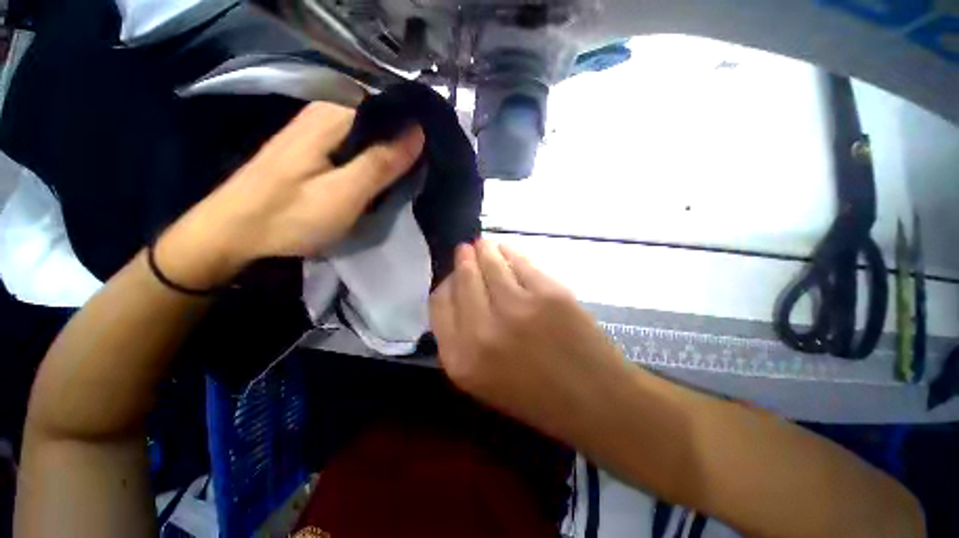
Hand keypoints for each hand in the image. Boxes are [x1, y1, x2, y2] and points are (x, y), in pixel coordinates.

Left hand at [155, 102, 424, 288]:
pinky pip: (355, 147)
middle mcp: (324, 112)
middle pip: (379, 120)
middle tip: (425, 170)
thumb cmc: (290, 215)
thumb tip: (419, 132)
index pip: (389, 107)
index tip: (435, 153)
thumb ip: (382, 162)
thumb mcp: (344, 193)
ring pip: (368, 135)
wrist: (233, 233)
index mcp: (332, 114)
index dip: (414, 128)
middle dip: (404, 143)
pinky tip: (382, 178)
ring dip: (390, 154)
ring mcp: (316, 130)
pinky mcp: (313, 149)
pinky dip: (372, 161)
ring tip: (410, 176)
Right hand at [430, 239, 628, 440]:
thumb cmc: (536, 397)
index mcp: (461, 360)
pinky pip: (520, 261)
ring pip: (490, 263)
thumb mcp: (483, 380)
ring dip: (484, 250)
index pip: (439, 304)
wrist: (595, 402)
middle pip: (462, 280)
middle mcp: (482, 332)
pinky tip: (506, 250)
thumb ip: (462, 339)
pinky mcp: (548, 293)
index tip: (453, 275)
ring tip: (484, 245)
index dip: (446, 284)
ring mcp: (517, 309)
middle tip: (465, 250)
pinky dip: (510, 252)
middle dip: (463, 261)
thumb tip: (458, 294)